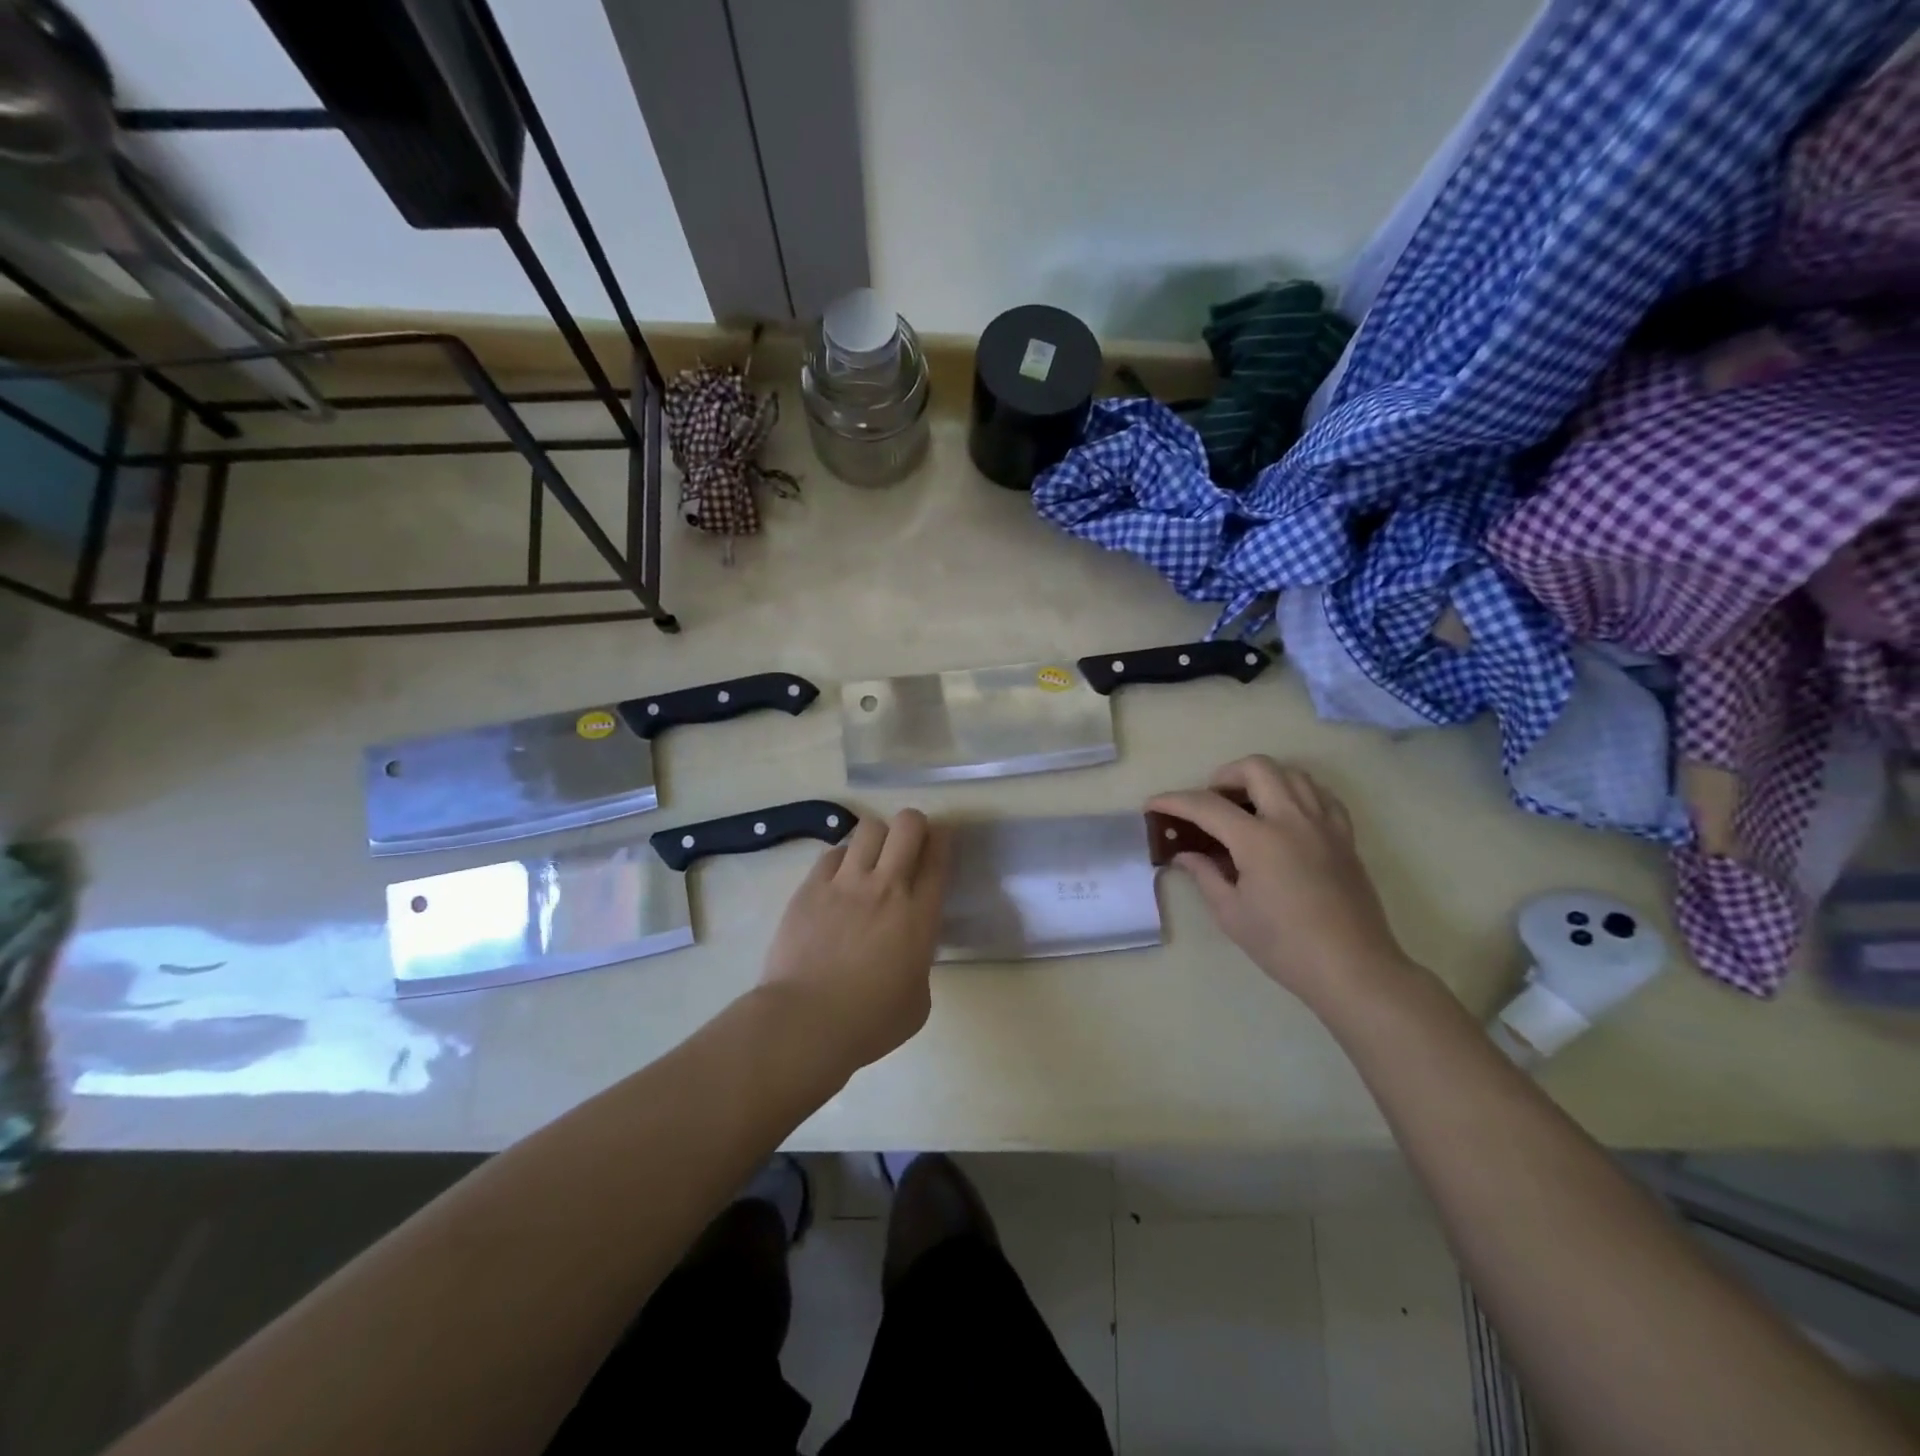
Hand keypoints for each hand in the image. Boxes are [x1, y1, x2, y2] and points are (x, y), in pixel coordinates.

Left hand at [760, 809, 950, 1070]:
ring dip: (877, 839)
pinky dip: (842, 860)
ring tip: (871, 861)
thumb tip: (907, 952)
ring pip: (869, 828)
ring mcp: (845, 883)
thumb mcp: (918, 1000)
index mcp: (919, 915)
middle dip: (913, 826)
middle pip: (907, 825)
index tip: (940, 844)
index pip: (938, 855)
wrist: (805, 1023)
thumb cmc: (870, 1023)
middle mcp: (886, 886)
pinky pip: (832, 853)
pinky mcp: (810, 888)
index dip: (943, 840)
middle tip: (909, 846)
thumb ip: (919, 962)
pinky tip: (839, 881)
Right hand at [1148, 757, 1411, 1006]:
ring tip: (1247, 805)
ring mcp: (1324, 825)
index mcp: (1259, 840)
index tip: (1153, 804)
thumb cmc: (1285, 946)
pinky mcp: (1345, 837)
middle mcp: (1292, 820)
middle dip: (1224, 776)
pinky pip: (1321, 795)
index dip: (1174, 801)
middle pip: (1256, 768)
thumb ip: (1205, 875)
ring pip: (1292, 773)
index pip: (1207, 806)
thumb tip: (1185, 854)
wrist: (1353, 969)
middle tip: (1211, 802)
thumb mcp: (1232, 914)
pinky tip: (1285, 814)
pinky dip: (1297, 792)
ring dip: (1262, 778)